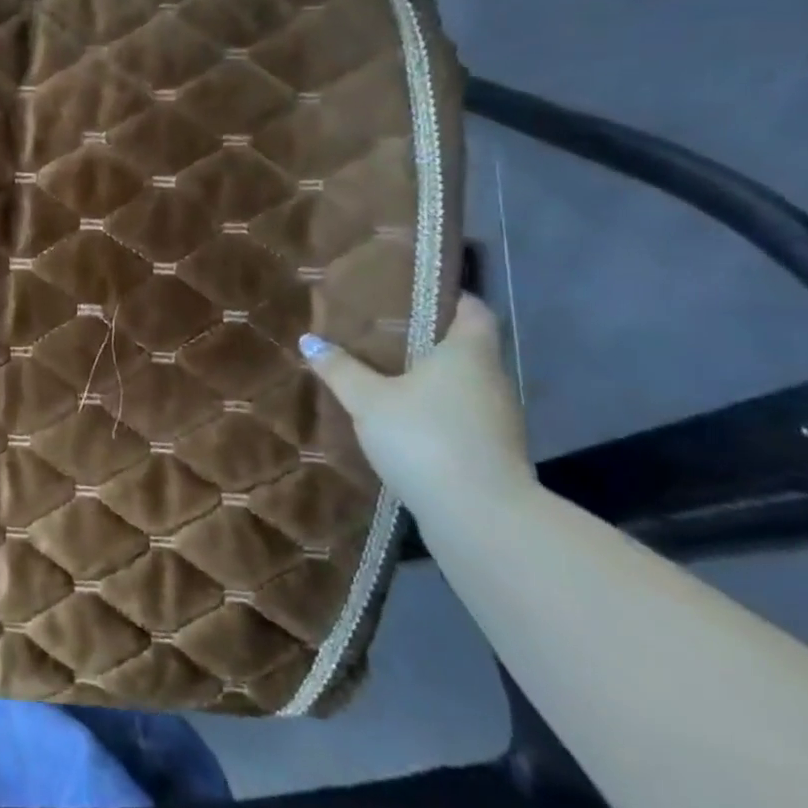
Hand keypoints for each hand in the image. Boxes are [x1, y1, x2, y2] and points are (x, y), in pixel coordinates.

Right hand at [299, 294, 534, 518]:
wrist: (481, 517)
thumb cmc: (425, 438)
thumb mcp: (368, 400)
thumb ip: (340, 369)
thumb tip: (310, 340)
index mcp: (468, 353)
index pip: (473, 308)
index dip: (449, 295)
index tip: (412, 290)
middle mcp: (491, 378)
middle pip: (465, 345)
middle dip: (427, 336)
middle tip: (381, 330)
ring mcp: (497, 417)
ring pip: (462, 382)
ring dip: (430, 376)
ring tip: (384, 372)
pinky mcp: (492, 450)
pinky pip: (460, 413)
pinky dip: (436, 407)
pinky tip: (402, 417)